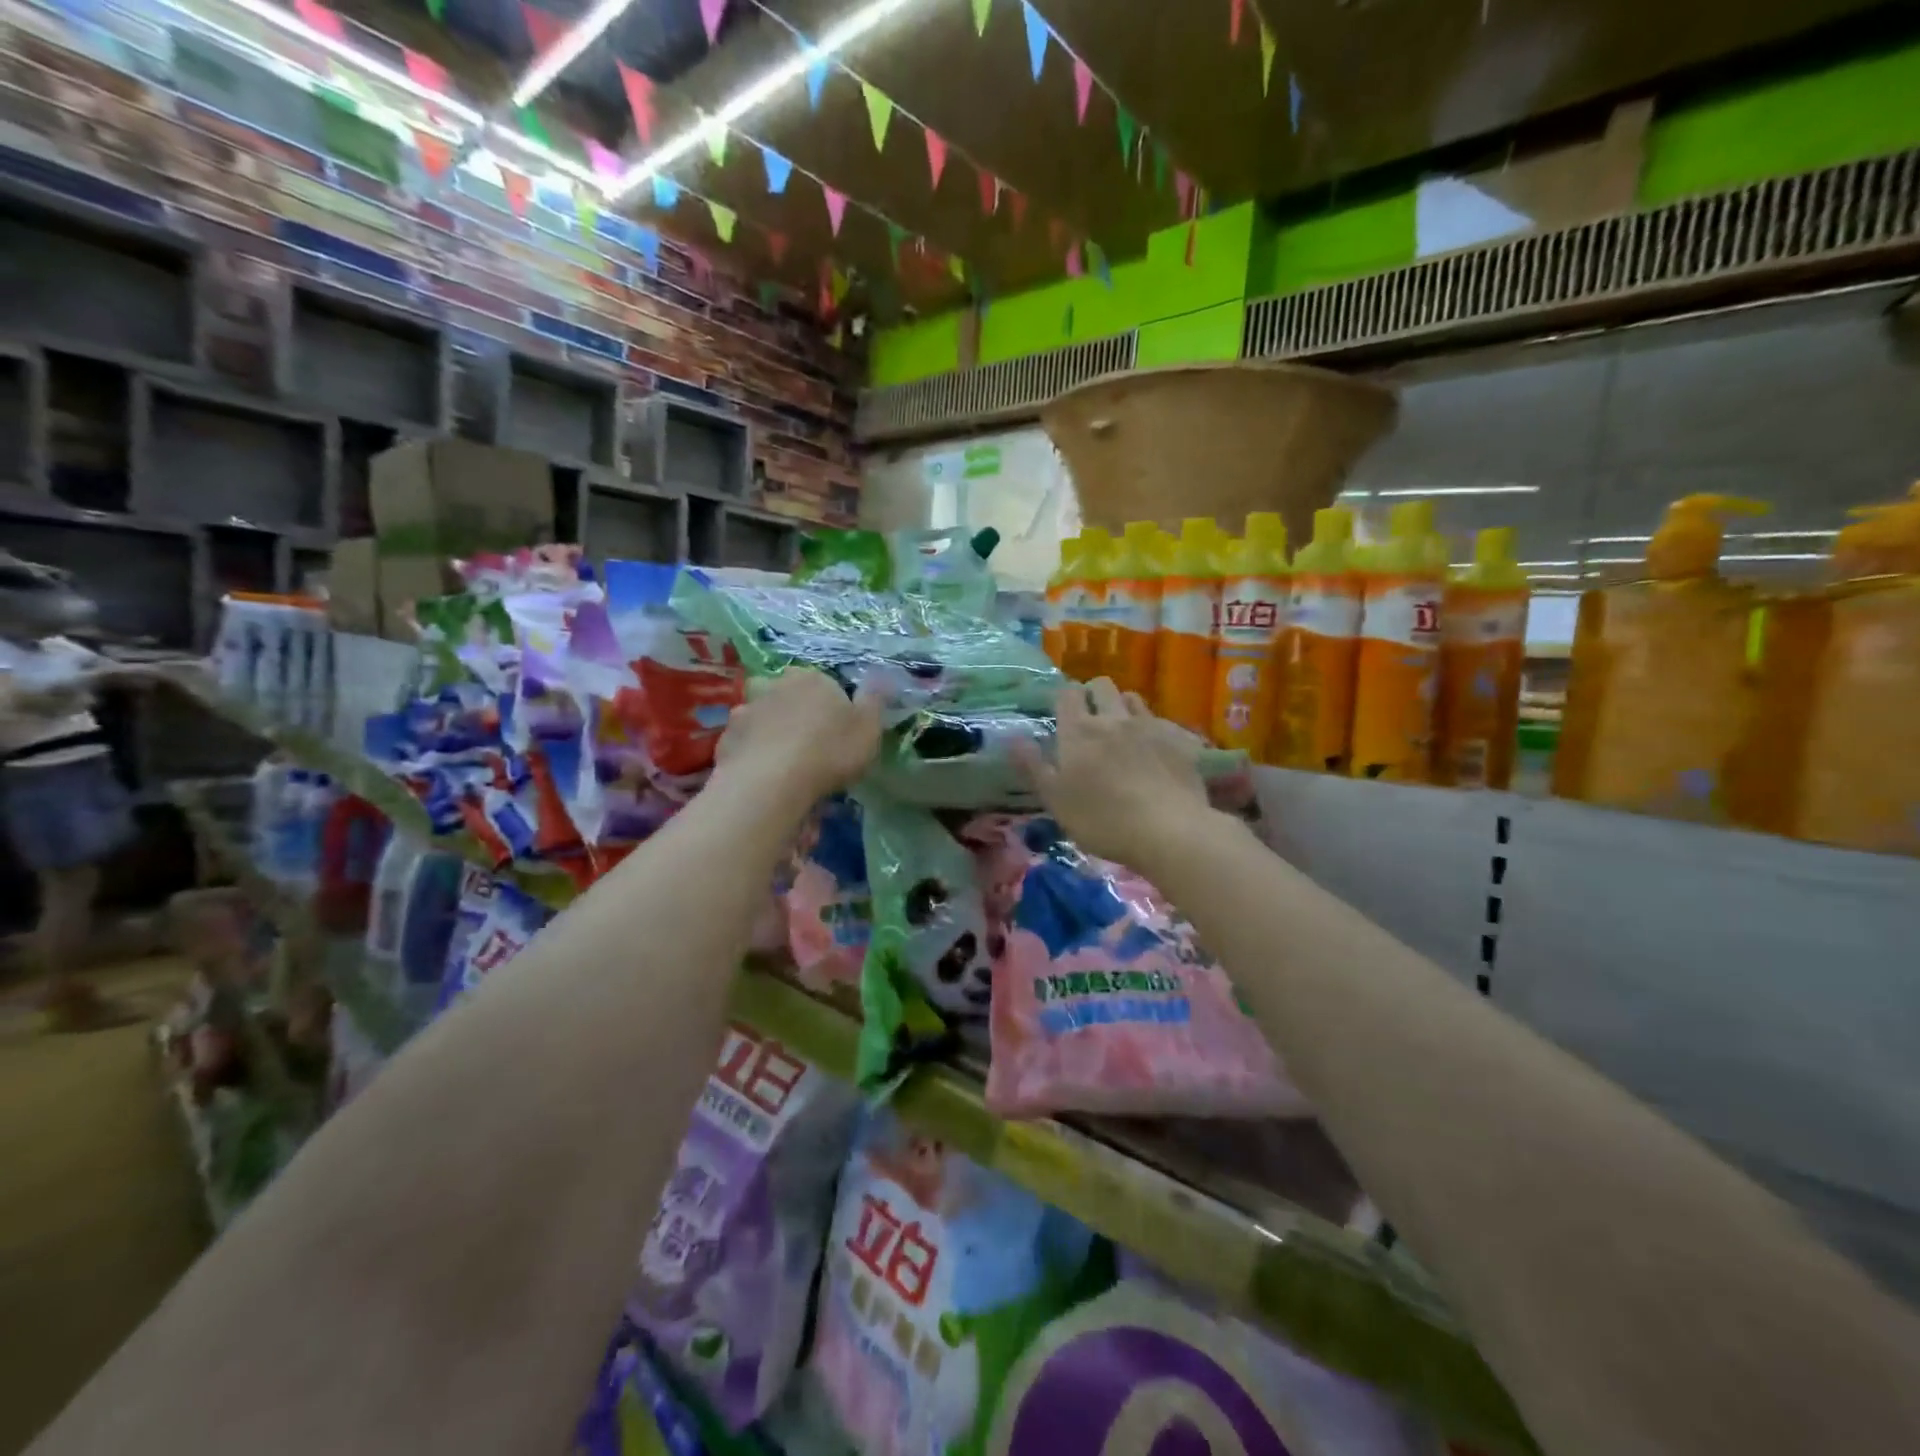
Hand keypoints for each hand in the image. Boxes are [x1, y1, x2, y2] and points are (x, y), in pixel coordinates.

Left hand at [713, 668, 882, 804]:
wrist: (771, 781)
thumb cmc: (829, 751)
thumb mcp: (868, 729)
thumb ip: (875, 701)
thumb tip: (881, 677)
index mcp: (813, 679)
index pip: (826, 685)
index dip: (833, 709)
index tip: (839, 735)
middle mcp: (776, 685)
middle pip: (791, 697)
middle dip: (799, 716)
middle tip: (811, 749)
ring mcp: (746, 709)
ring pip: (765, 718)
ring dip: (772, 733)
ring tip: (783, 765)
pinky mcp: (726, 737)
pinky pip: (746, 742)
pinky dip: (753, 754)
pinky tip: (763, 776)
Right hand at [1014, 678, 1210, 870]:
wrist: (1168, 830)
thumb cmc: (1102, 820)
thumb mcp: (1055, 800)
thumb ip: (1033, 766)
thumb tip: (1014, 738)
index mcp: (1079, 731)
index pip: (1067, 693)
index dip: (1064, 698)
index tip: (1062, 714)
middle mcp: (1113, 719)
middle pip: (1102, 686)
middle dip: (1093, 695)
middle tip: (1090, 720)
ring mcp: (1149, 726)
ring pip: (1133, 698)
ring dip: (1123, 707)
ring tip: (1122, 731)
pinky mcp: (1178, 740)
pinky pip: (1161, 720)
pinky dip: (1152, 728)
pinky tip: (1154, 749)